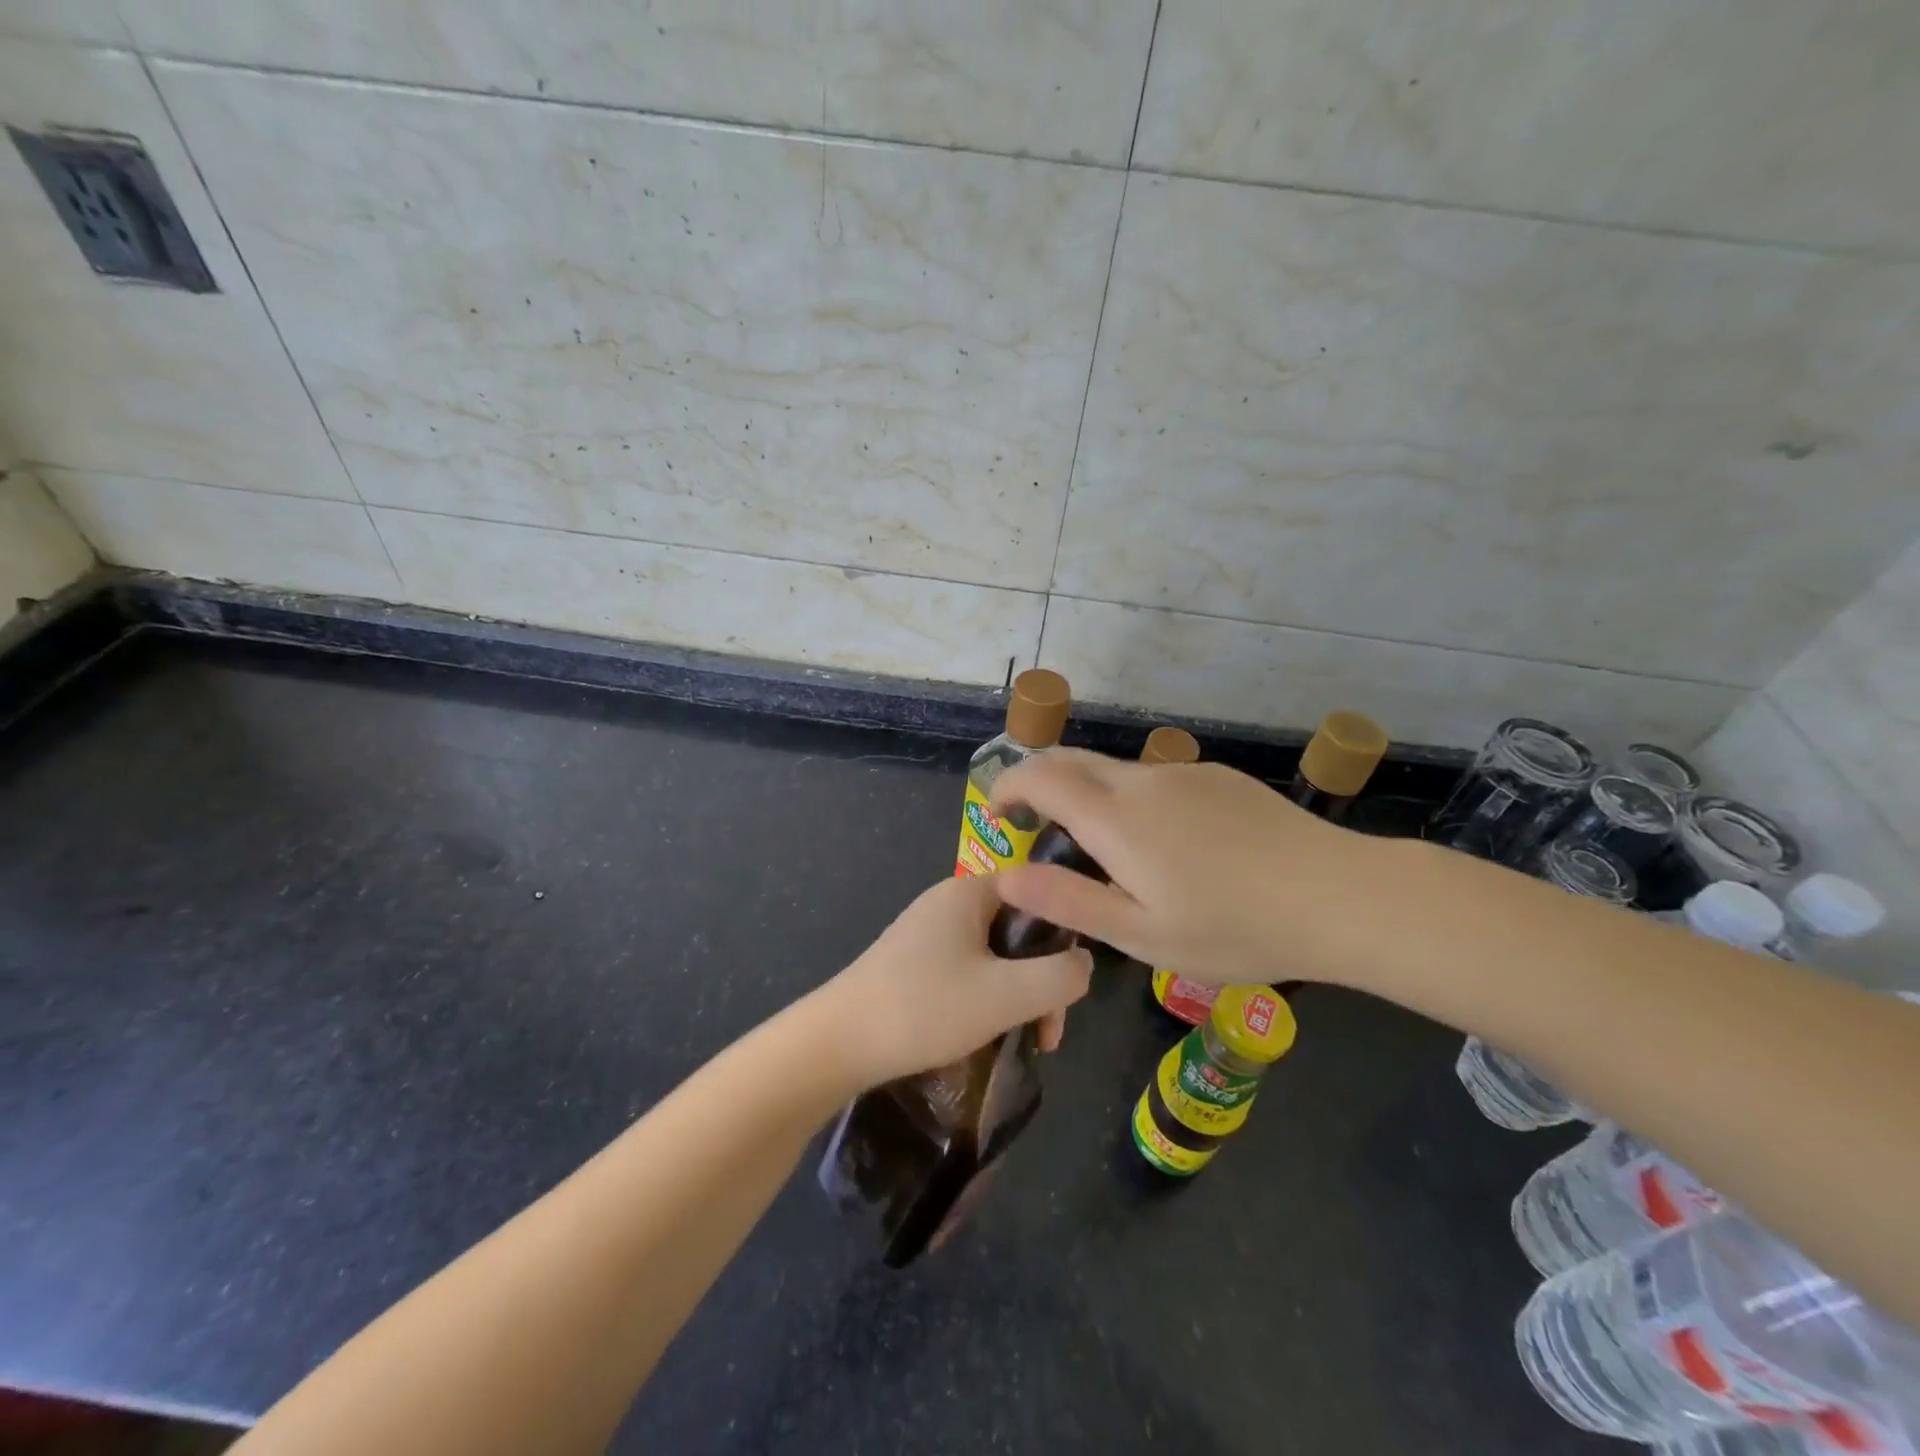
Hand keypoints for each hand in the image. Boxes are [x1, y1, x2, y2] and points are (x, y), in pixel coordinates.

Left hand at [821, 873, 1092, 1088]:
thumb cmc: (925, 1008)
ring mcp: (928, 932)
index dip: (1065, 934)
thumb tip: (1083, 963)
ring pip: (996, 955)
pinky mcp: (914, 962)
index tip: (1071, 985)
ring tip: (1023, 1041)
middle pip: (1019, 928)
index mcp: (969, 892)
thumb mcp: (1006, 995)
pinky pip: (969, 970)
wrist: (837, 1043)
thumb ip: (1060, 976)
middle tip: (1047, 1032)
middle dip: (1042, 978)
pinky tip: (986, 1034)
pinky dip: (988, 998)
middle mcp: (948, 902)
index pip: (1039, 891)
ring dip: (1017, 995)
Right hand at [990, 748, 1383, 988]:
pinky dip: (1131, 799)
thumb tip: (1006, 875)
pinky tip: (1166, 845)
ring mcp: (1184, 774)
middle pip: (1073, 761)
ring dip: (1088, 794)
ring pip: (1115, 772)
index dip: (1008, 786)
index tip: (996, 811)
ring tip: (1103, 849)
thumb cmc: (1234, 927)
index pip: (1041, 777)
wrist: (1338, 895)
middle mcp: (1143, 781)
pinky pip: (1156, 780)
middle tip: (1032, 823)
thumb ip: (1069, 900)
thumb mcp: (1142, 934)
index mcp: (1116, 819)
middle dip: (1039, 780)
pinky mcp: (1218, 777)